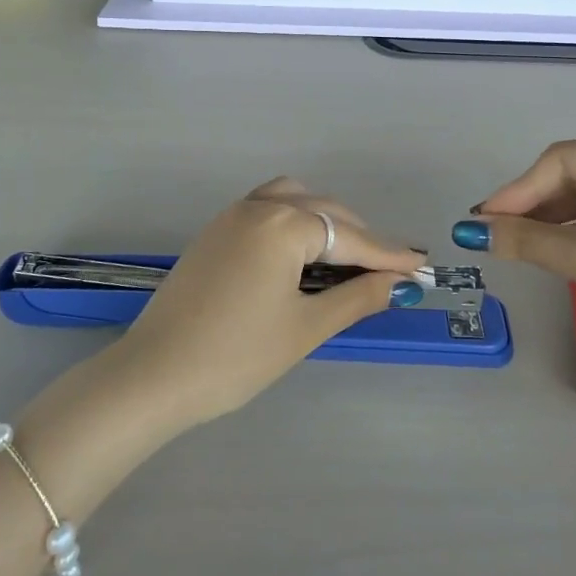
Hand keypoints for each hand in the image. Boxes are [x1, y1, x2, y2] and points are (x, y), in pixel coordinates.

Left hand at [110, 178, 427, 427]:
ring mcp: (231, 216)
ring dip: (325, 222)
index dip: (387, 255)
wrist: (154, 374)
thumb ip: (356, 297)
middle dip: (359, 238)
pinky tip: (302, 252)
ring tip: (346, 257)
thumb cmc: (236, 355)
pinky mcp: (214, 232)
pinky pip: (266, 209)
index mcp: (283, 225)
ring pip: (293, 201)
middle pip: (323, 212)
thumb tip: (396, 283)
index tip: (421, 264)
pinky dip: (294, 221)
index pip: (349, 238)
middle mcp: (258, 207)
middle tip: (389, 269)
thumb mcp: (305, 328)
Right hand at [456, 140, 575, 373]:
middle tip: (495, 236)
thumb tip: (470, 230)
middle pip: (573, 178)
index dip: (517, 190)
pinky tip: (554, 255)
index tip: (482, 220)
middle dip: (533, 207)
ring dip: (552, 224)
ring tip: (518, 249)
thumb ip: (526, 240)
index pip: (560, 160)